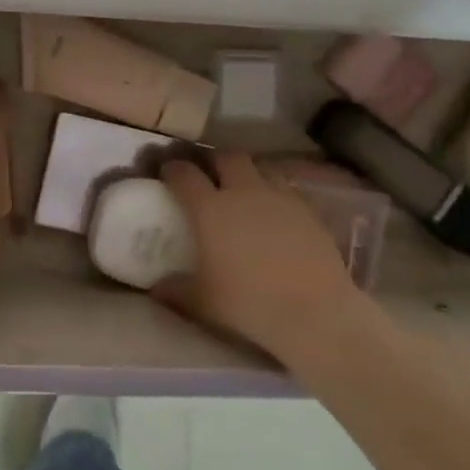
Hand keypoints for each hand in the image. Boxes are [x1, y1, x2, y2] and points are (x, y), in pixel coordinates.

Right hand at [158, 152, 362, 362]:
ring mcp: (279, 197)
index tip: (167, 172)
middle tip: (209, 175)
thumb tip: (155, 288)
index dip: (172, 168)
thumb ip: (175, 289)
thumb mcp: (202, 301)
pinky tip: (275, 212)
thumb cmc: (249, 304)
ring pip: (260, 166)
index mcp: (210, 209)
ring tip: (244, 189)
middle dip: (214, 161)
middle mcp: (243, 192)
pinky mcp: (308, 209)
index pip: (184, 174)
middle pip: (226, 157)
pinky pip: (286, 188)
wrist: (314, 312)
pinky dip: (275, 193)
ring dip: (248, 172)